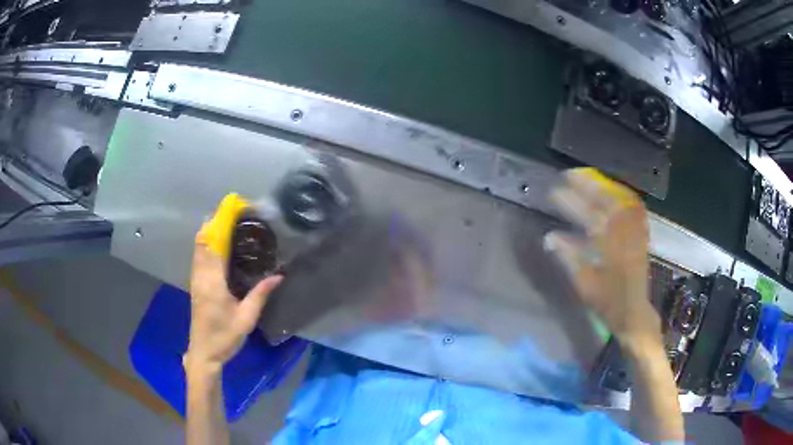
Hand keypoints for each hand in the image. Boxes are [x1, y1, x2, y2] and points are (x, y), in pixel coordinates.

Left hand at [185, 226, 282, 374]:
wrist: (204, 353)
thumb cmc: (224, 337)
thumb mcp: (246, 318)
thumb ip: (260, 295)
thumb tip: (278, 276)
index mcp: (212, 282)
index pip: (211, 244)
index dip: (218, 224)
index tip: (231, 209)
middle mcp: (200, 276)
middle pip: (201, 240)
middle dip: (213, 223)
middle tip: (231, 213)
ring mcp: (195, 280)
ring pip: (198, 247)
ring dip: (209, 232)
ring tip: (226, 223)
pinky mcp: (195, 285)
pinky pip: (198, 256)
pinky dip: (206, 244)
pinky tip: (218, 245)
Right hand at [544, 168, 660, 347]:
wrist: (634, 311)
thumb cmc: (607, 301)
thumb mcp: (584, 283)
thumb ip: (568, 258)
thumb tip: (549, 237)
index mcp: (610, 248)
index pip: (589, 216)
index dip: (571, 201)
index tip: (555, 191)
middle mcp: (625, 235)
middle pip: (607, 201)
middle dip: (588, 185)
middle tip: (570, 175)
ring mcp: (636, 232)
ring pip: (622, 200)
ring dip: (604, 186)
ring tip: (588, 177)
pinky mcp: (642, 234)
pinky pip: (635, 207)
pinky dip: (623, 194)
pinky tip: (613, 190)